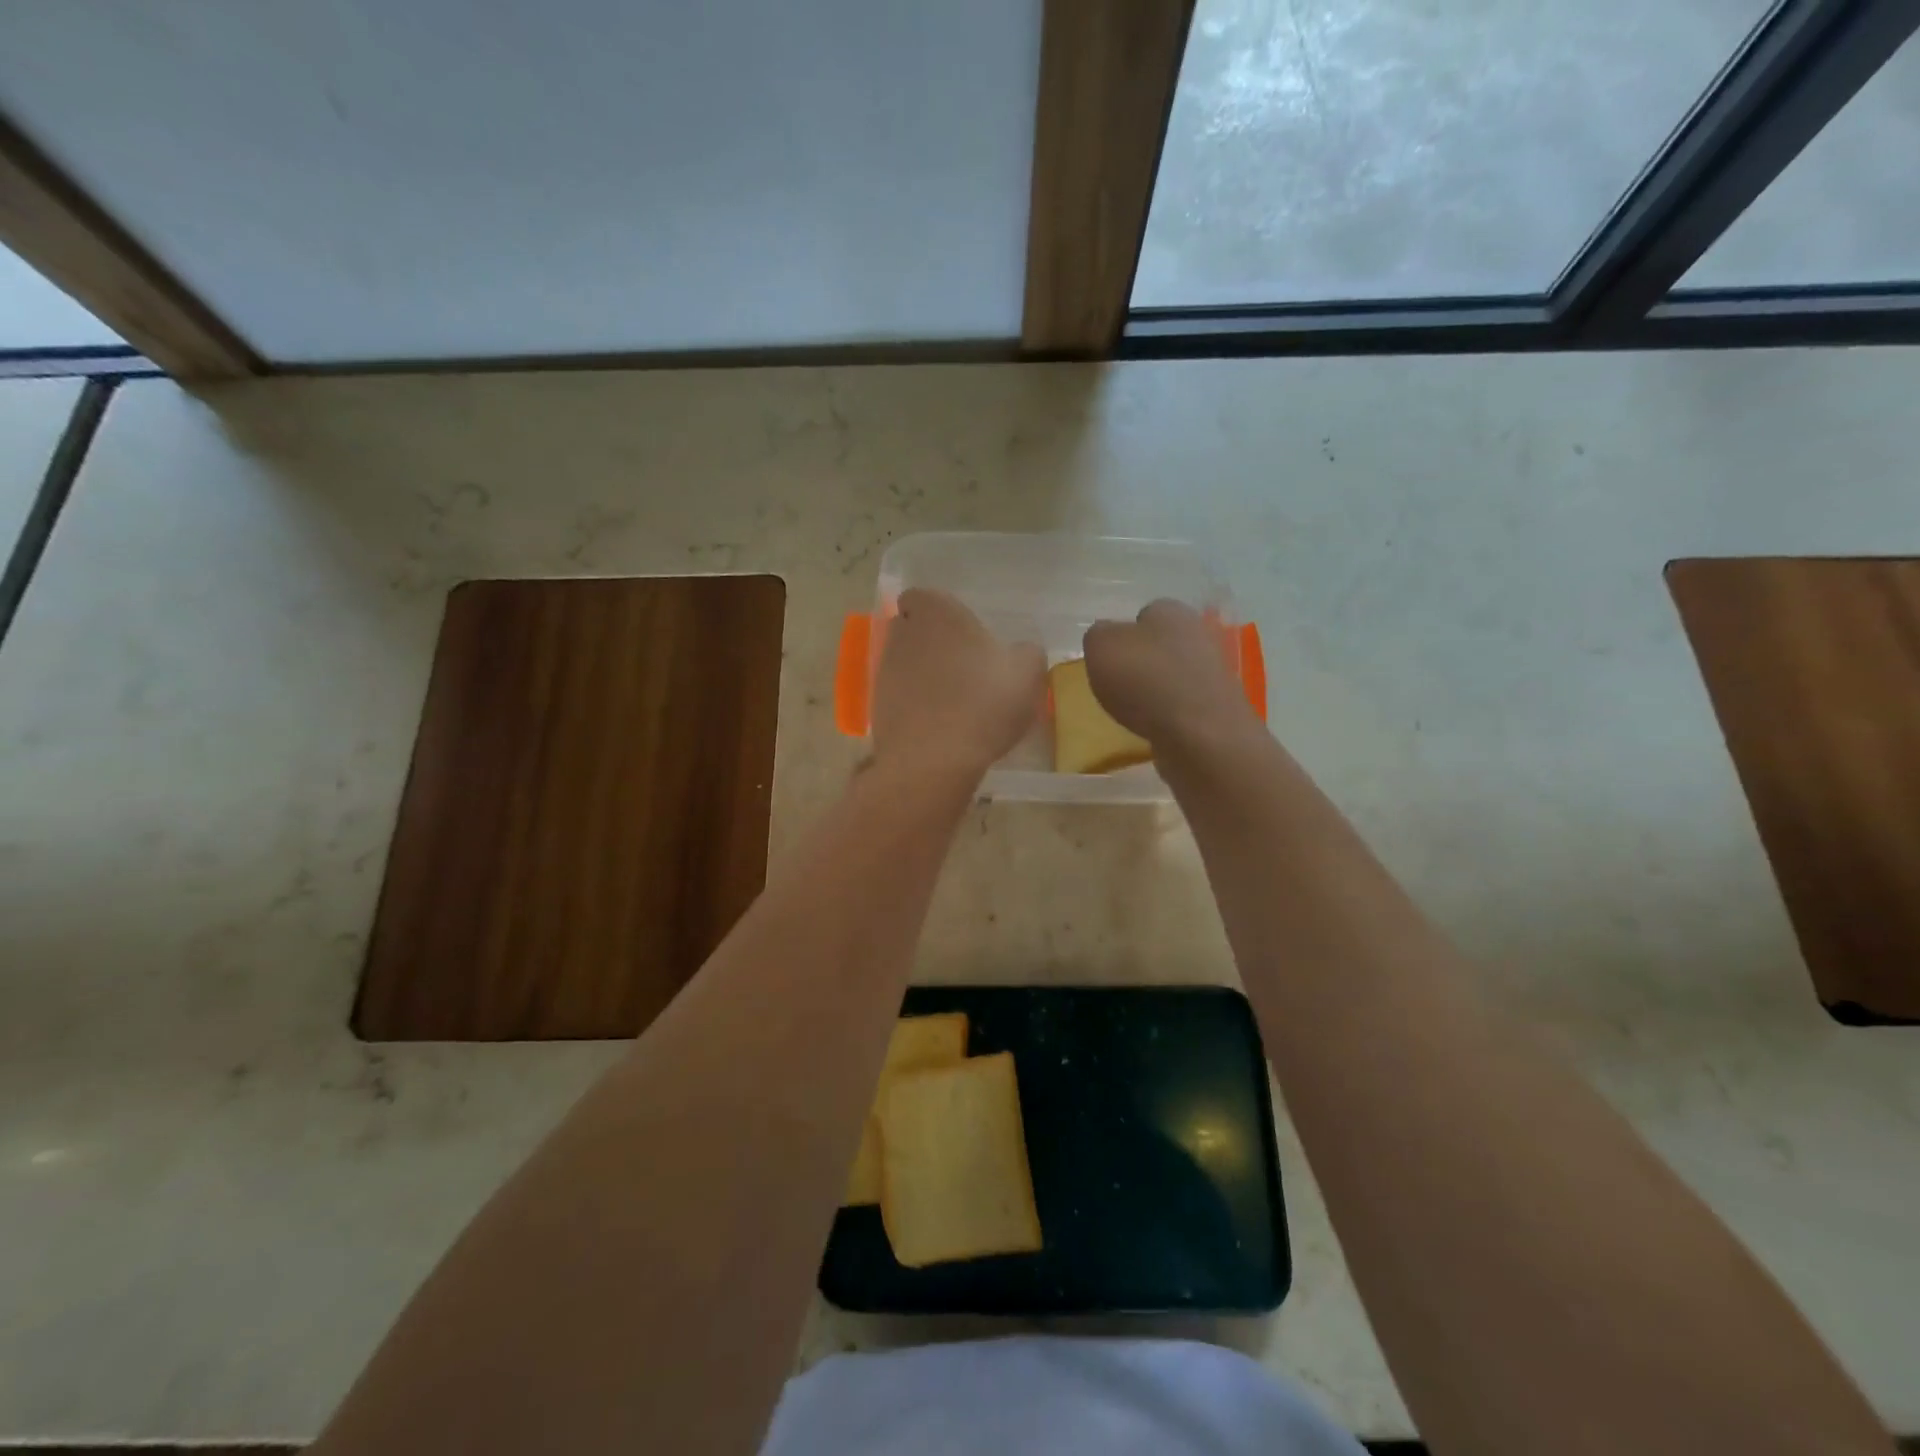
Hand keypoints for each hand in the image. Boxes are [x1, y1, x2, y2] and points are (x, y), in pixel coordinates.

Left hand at [872, 589, 1045, 779]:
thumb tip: (1018, 652)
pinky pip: (899, 697)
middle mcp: (901, 634)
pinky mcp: (876, 707)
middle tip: (964, 667)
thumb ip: (1026, 652)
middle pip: (911, 629)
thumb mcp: (1028, 672)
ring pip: (904, 663)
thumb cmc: (984, 702)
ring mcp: (884, 671)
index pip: (921, 596)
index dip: (938, 612)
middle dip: (931, 643)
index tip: (962, 633)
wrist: (934, 760)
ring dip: (923, 675)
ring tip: (955, 702)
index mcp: (936, 612)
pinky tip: (941, 728)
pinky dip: (915, 706)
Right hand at [1083, 599, 1259, 750]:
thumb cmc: (1145, 680)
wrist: (1200, 734)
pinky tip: (1156, 727)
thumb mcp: (1101, 647)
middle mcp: (1199, 634)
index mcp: (1172, 611)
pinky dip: (1169, 714)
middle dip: (1142, 662)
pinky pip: (1185, 704)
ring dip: (1156, 689)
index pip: (1145, 613)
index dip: (1124, 634)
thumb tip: (1106, 638)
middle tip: (1118, 685)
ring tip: (1134, 711)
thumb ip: (1098, 636)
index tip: (1109, 658)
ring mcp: (1214, 672)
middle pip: (1162, 645)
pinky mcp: (1220, 706)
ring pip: (1175, 675)